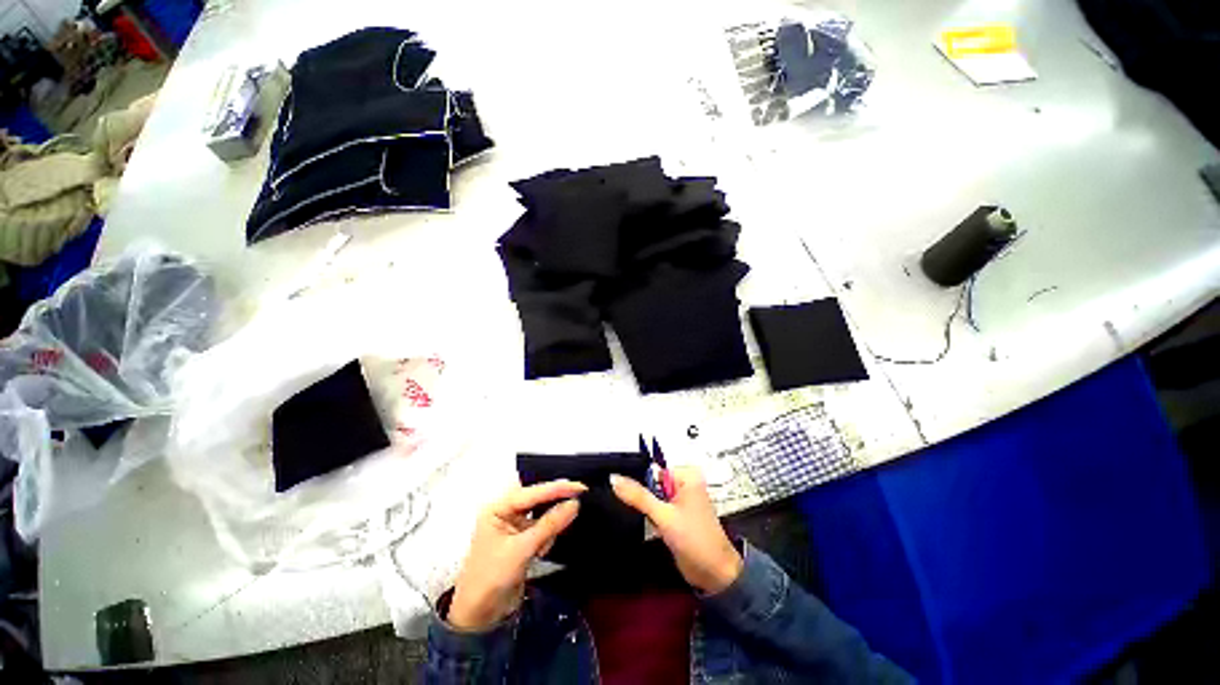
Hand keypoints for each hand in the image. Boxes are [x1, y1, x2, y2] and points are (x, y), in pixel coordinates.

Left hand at [448, 480, 585, 630]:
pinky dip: (547, 537)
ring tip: (543, 546)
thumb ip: (549, 524)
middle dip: (554, 505)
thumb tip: (575, 503)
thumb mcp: (522, 549)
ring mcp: (514, 525)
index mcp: (497, 508)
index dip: (557, 488)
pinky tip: (541, 552)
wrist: (479, 617)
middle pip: (537, 499)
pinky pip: (542, 528)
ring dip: (550, 526)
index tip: (580, 486)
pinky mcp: (522, 539)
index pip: (532, 492)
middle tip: (578, 501)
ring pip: (542, 514)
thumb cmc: (492, 578)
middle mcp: (505, 511)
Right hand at [611, 467, 742, 593]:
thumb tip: (613, 479)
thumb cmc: (694, 540)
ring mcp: (681, 500)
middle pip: (652, 482)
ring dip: (644, 507)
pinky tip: (643, 522)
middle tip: (625, 504)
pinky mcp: (677, 516)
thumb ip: (638, 497)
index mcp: (686, 476)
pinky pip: (657, 508)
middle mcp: (684, 484)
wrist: (714, 575)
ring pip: (653, 496)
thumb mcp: (663, 516)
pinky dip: (650, 515)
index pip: (653, 469)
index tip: (616, 488)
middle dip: (640, 495)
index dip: (636, 479)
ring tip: (631, 513)